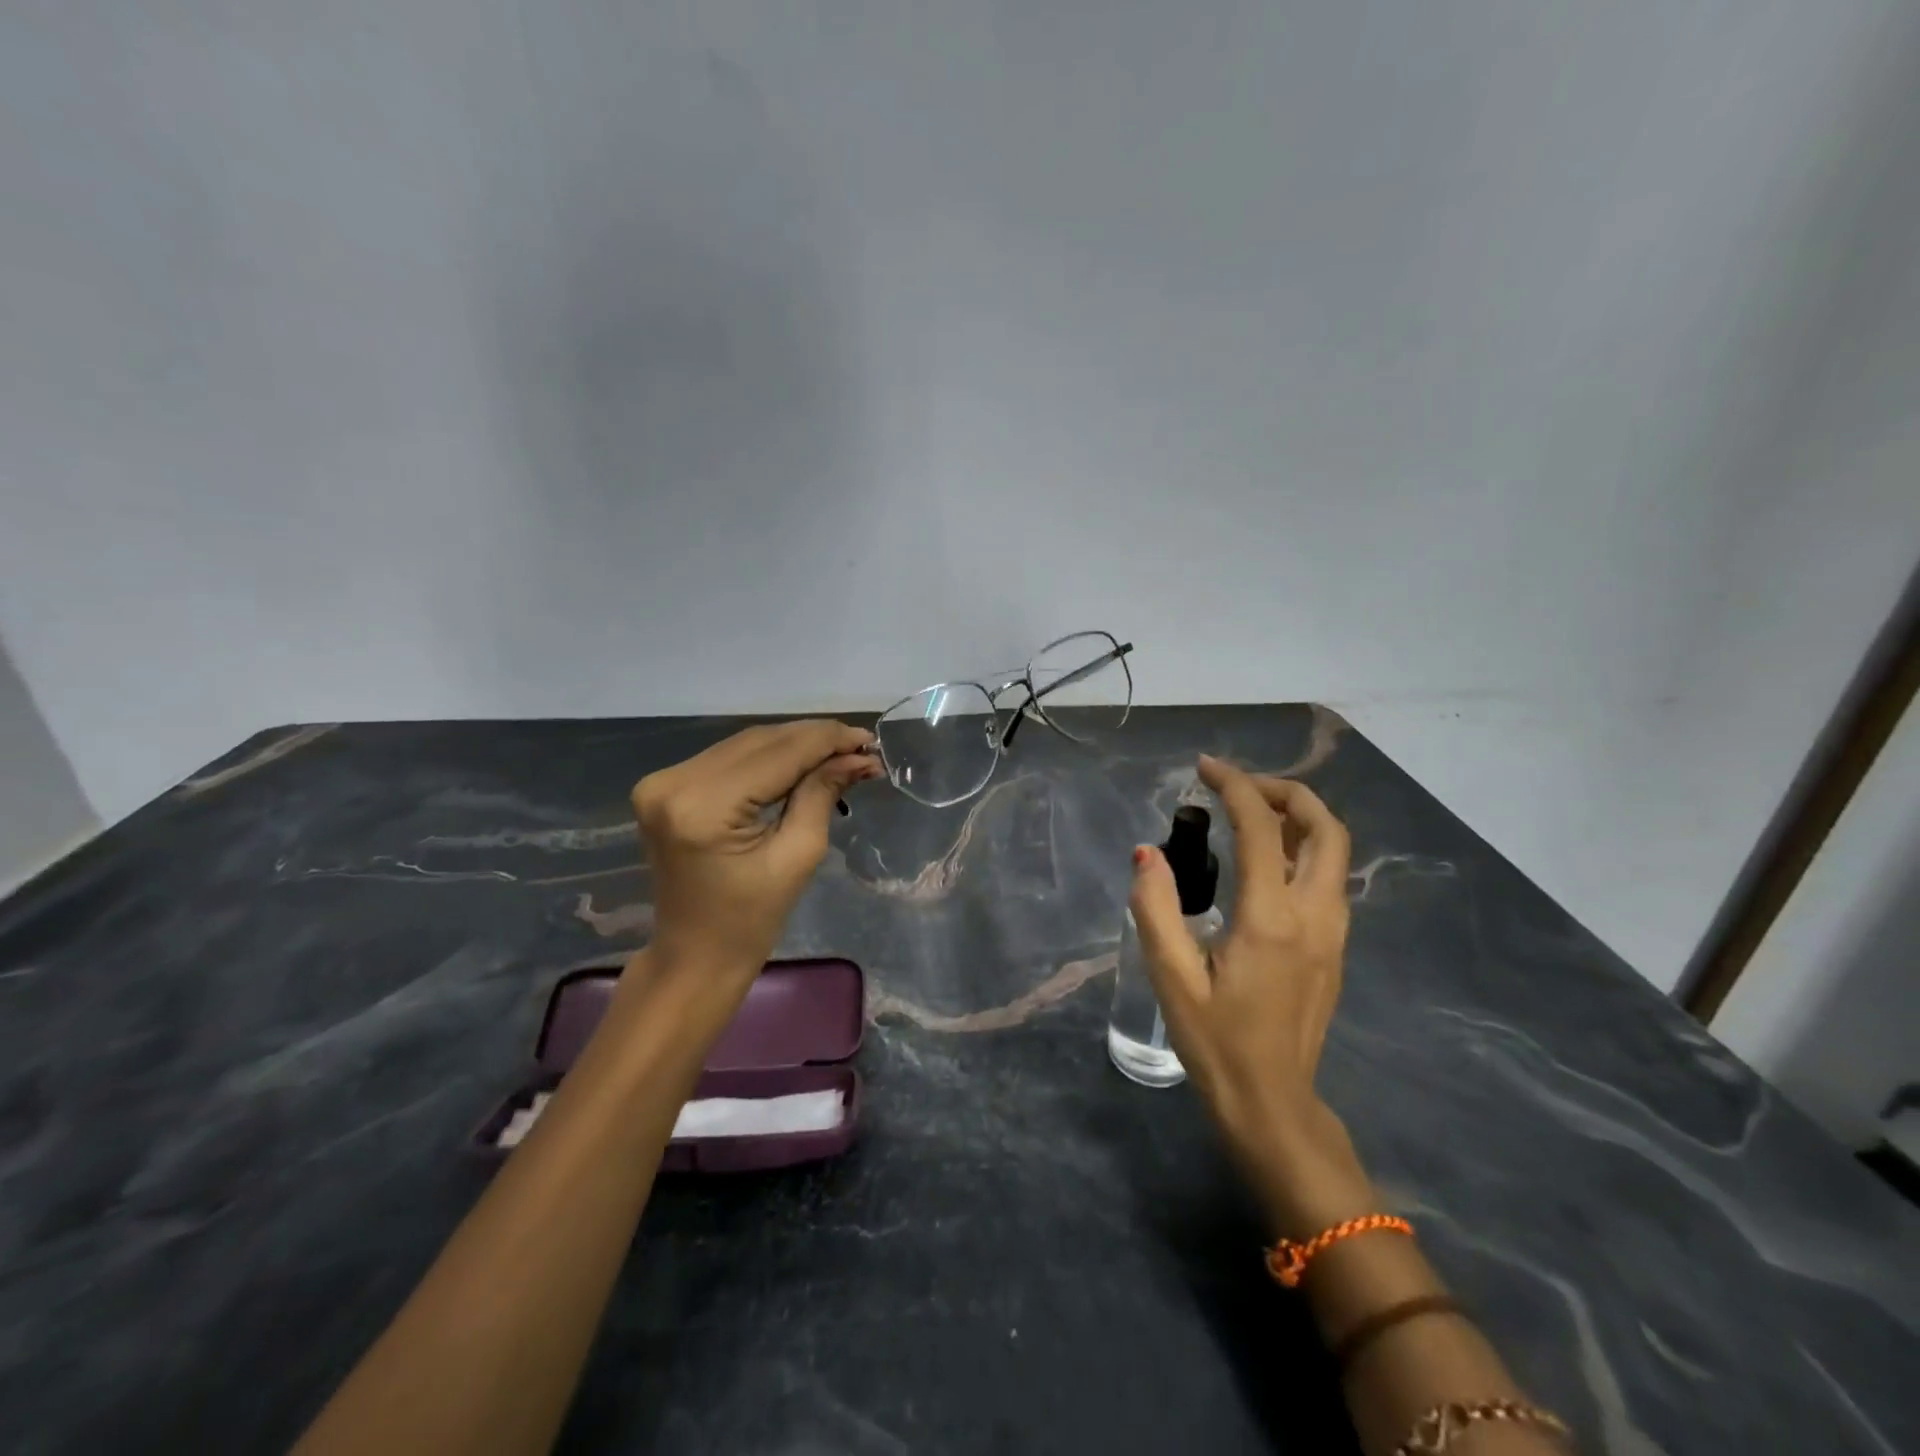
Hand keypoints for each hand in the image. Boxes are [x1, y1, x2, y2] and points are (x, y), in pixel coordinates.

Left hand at [632, 720, 881, 976]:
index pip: (778, 754)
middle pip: (760, 741)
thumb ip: (822, 794)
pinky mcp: (665, 786)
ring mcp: (663, 781)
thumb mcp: (798, 856)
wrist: (694, 957)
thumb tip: (857, 757)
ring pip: (746, 744)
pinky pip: (728, 758)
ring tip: (839, 752)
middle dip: (814, 739)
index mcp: (703, 806)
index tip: (869, 740)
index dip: (827, 741)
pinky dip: (768, 757)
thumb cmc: (750, 921)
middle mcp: (674, 782)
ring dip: (794, 744)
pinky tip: (801, 761)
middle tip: (861, 747)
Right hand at [1131, 754, 1365, 1231]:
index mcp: (1272, 919)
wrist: (1274, 1105)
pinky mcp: (1334, 948)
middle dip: (1284, 791)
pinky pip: (1328, 877)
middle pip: (1324, 827)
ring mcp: (1334, 933)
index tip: (1204, 767)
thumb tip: (1147, 854)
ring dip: (1298, 817)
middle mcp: (1315, 915)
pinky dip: (1303, 846)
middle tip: (1237, 785)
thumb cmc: (1216, 1043)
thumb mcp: (1172, 978)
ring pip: (1335, 851)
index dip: (1234, 786)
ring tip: (1249, 812)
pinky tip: (1265, 859)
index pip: (1261, 828)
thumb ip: (1155, 910)